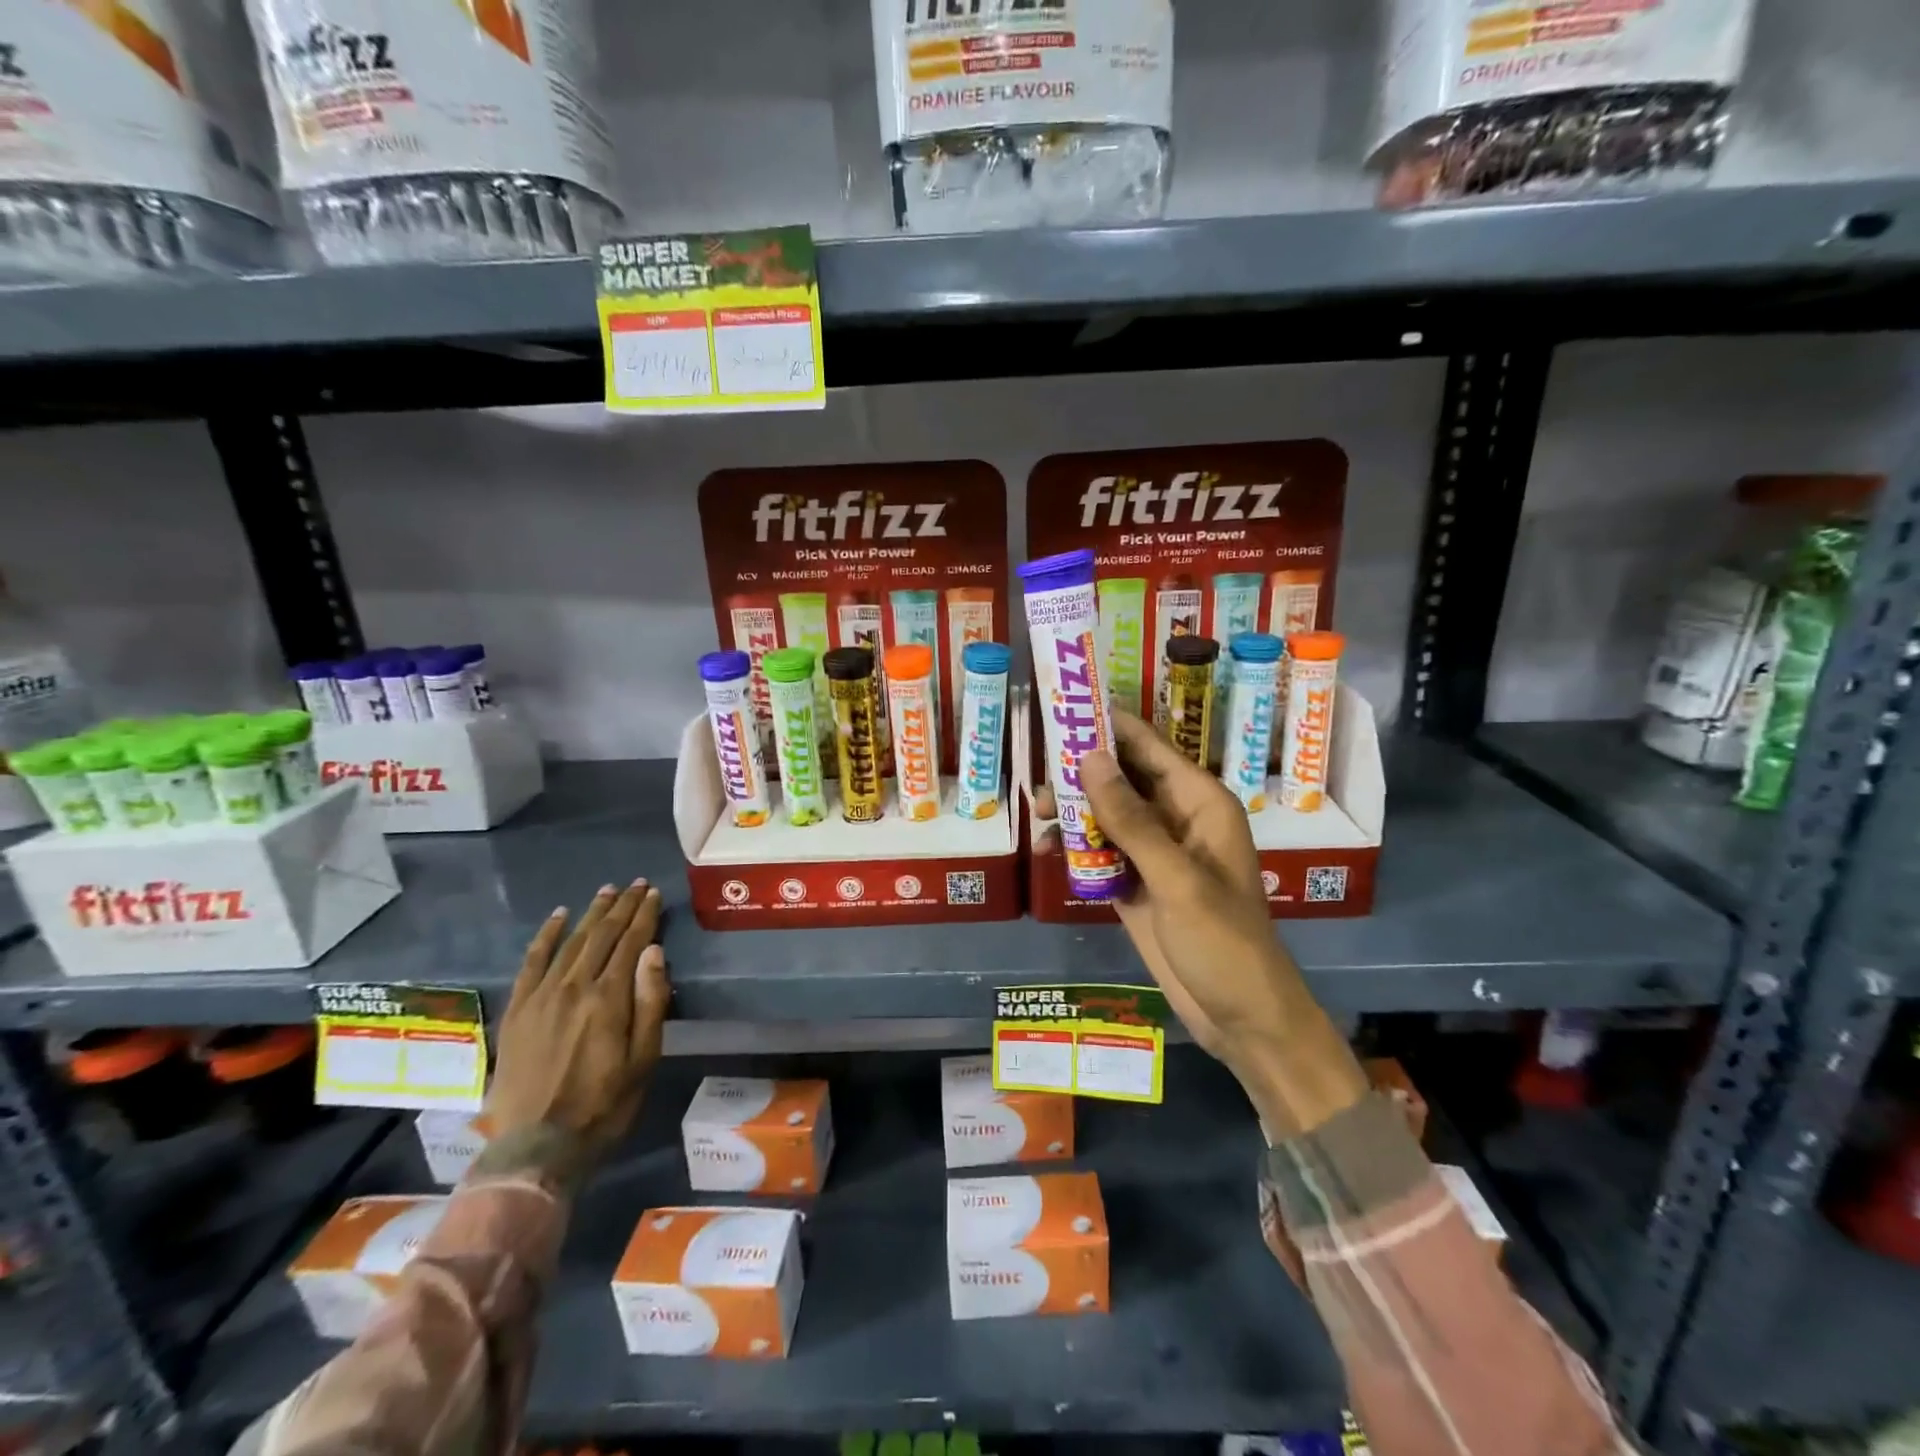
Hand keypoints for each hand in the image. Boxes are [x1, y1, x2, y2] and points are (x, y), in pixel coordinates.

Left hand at [485, 878, 670, 1160]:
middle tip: (636, 884)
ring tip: (606, 892)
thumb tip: (653, 951)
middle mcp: (574, 986)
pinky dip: (546, 936)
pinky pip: (531, 962)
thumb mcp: (644, 1059)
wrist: (536, 1147)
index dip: (645, 915)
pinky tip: (558, 917)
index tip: (654, 894)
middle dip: (622, 906)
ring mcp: (540, 996)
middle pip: (602, 935)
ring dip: (591, 913)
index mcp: (609, 998)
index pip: (631, 942)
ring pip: (571, 941)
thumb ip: (651, 1002)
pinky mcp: (517, 1010)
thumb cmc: (604, 1105)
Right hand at [1077, 712, 1366, 1136]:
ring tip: (1037, 813)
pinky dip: (1077, 846)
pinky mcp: (1136, 882)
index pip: (1148, 747)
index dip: (1107, 725)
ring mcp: (1154, 852)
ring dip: (1074, 810)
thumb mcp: (1176, 878)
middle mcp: (1175, 817)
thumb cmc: (1222, 941)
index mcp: (1198, 802)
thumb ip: (1131, 819)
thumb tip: (1089, 759)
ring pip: (1106, 814)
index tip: (1062, 707)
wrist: (1240, 1015)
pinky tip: (1050, 847)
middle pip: (1121, 778)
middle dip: (1080, 772)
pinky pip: (1101, 850)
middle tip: (1037, 773)